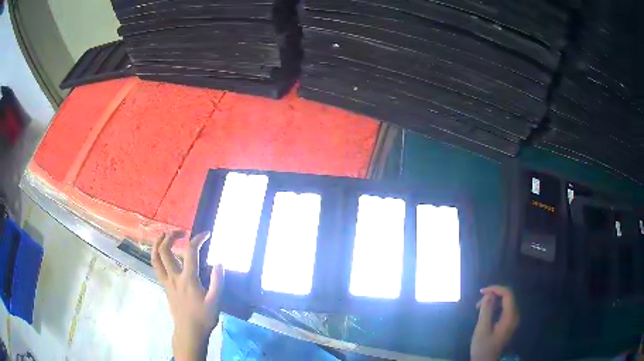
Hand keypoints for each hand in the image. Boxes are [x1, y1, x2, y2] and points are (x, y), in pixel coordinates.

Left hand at [151, 231, 223, 360]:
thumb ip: (217, 281)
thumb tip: (219, 263)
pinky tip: (162, 254)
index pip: (190, 252)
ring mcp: (167, 281)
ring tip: (164, 235)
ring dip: (158, 243)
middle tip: (181, 231)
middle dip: (171, 235)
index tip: (206, 234)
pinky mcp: (164, 286)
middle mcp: (174, 276)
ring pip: (156, 257)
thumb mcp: (215, 301)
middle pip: (165, 250)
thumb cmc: (204, 317)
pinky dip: (156, 255)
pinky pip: (156, 266)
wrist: (189, 331)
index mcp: (188, 279)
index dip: (198, 239)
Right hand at [471, 285, 518, 360]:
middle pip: (507, 297)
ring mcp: (512, 320)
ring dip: (492, 302)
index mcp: (510, 316)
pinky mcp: (508, 324)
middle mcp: (515, 316)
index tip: (481, 292)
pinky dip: (495, 308)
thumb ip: (486, 311)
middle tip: (477, 305)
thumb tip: (489, 295)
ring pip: (505, 303)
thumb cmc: (483, 347)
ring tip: (478, 309)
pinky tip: (485, 314)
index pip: (507, 294)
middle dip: (492, 296)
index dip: (495, 289)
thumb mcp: (482, 329)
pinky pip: (504, 310)